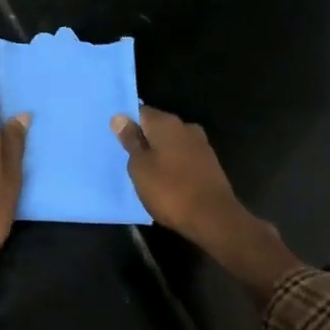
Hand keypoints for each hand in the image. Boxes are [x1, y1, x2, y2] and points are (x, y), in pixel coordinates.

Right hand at [112, 106, 302, 298]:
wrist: (213, 218)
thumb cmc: (169, 190)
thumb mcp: (140, 166)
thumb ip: (130, 140)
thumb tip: (119, 117)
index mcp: (166, 122)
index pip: (140, 111)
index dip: (127, 124)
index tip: (116, 139)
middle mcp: (185, 127)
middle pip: (157, 126)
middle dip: (144, 139)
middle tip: (127, 157)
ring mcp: (200, 144)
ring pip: (171, 142)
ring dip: (159, 153)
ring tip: (145, 171)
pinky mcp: (209, 163)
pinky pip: (183, 156)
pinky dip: (173, 164)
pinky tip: (165, 179)